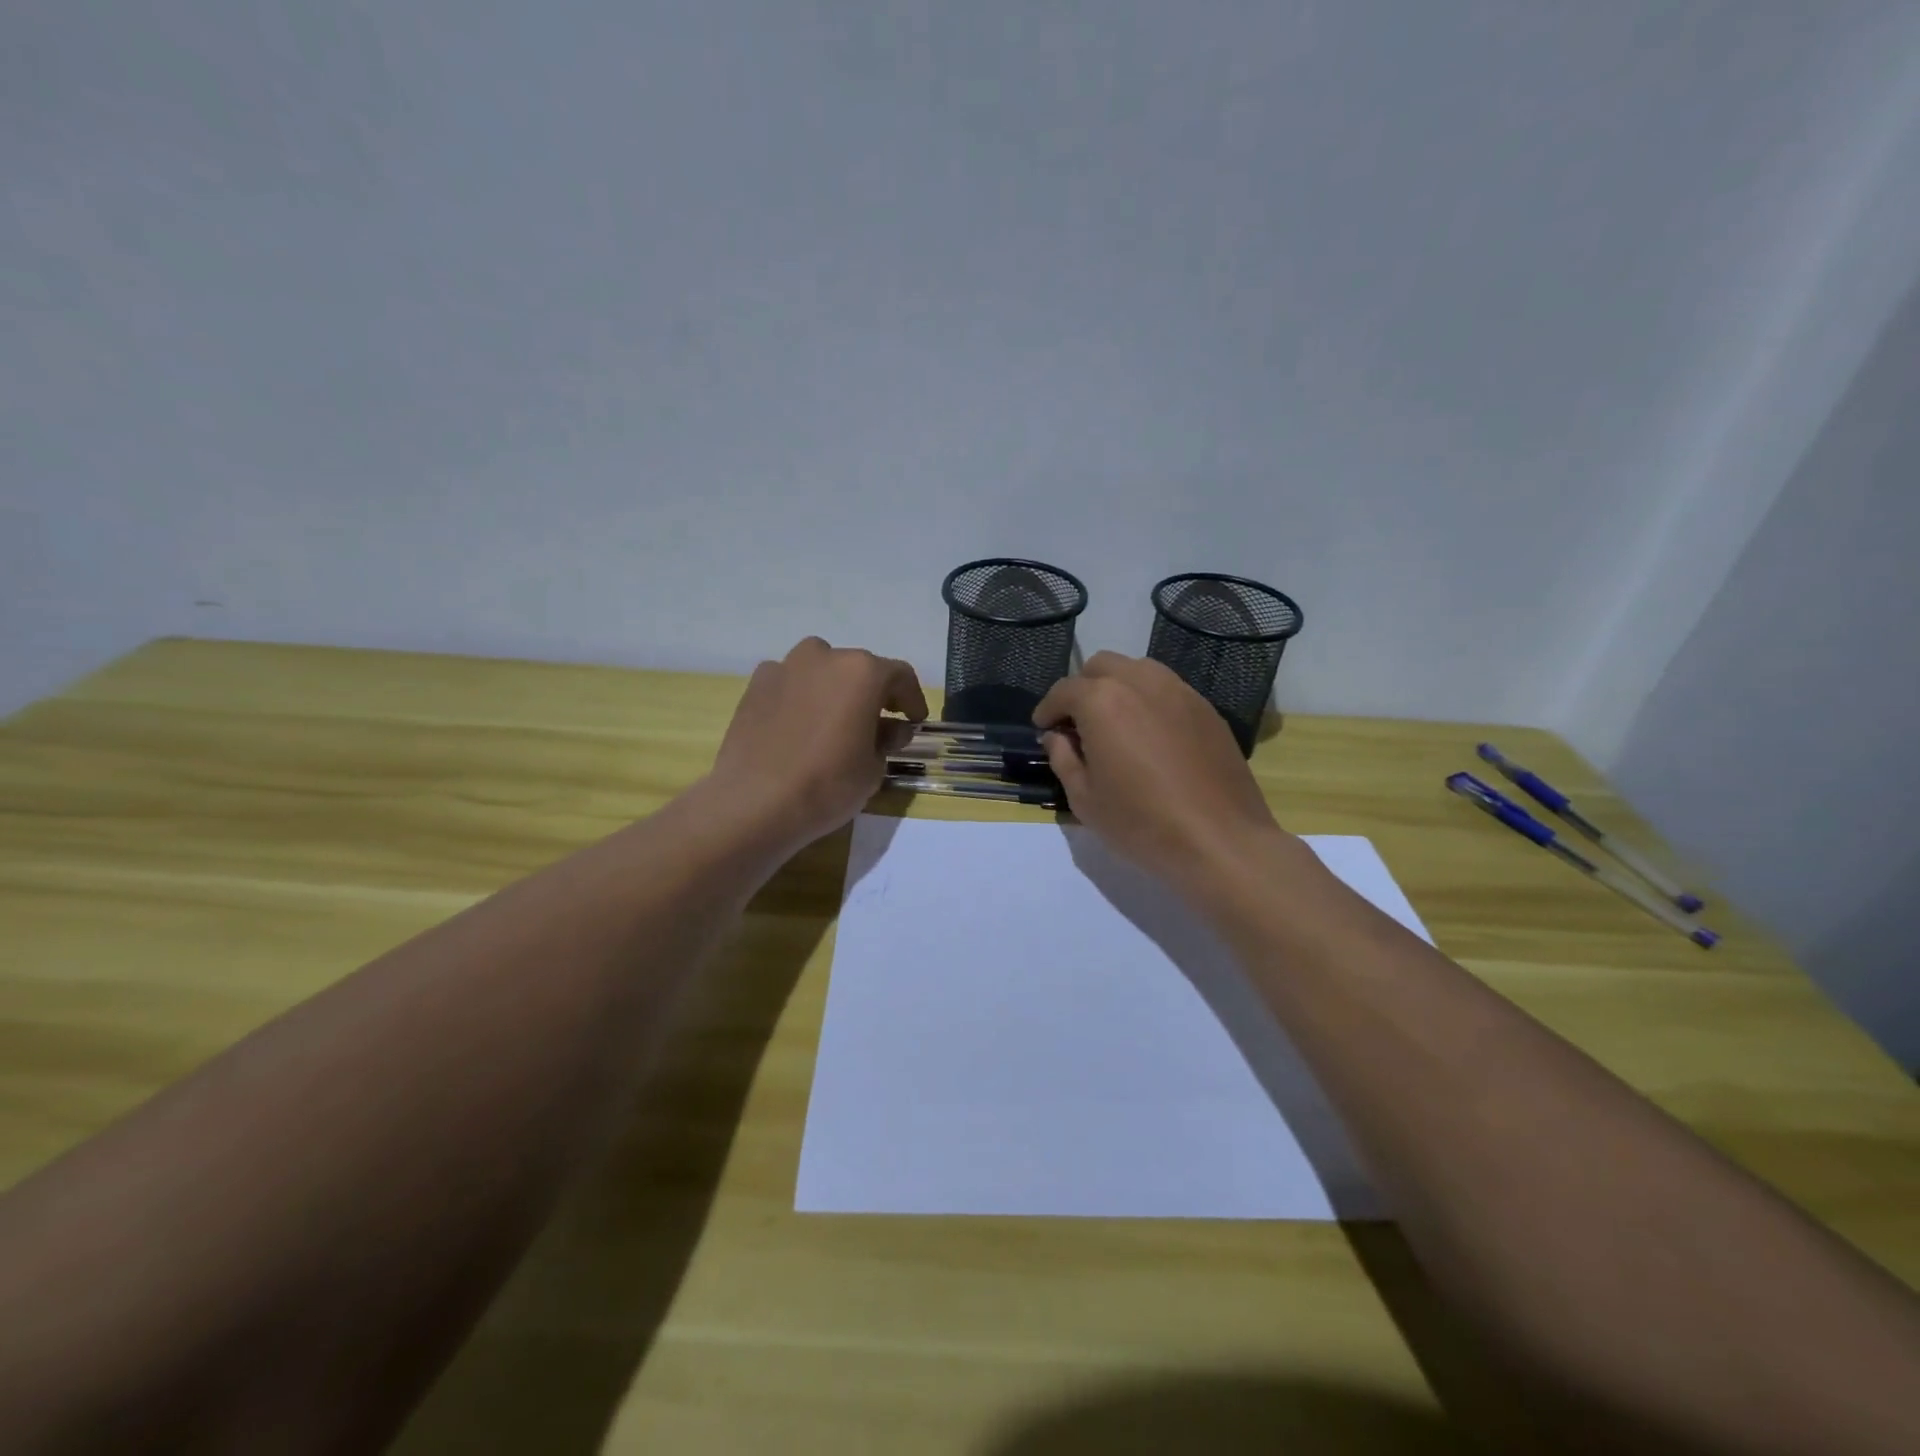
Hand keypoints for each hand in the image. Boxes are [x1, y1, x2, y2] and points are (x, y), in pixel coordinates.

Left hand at [708, 637, 927, 850]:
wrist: (754, 802)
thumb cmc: (827, 785)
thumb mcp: (873, 768)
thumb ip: (887, 740)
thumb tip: (891, 729)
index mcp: (862, 672)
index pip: (900, 676)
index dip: (912, 699)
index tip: (914, 721)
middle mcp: (824, 657)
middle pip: (858, 669)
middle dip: (872, 694)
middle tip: (876, 725)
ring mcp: (785, 667)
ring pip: (821, 671)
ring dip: (834, 690)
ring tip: (834, 723)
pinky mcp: (755, 685)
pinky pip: (790, 684)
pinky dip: (801, 698)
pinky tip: (799, 728)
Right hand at [1034, 653, 1286, 890]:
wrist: (1220, 840)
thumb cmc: (1141, 823)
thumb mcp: (1084, 799)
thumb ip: (1063, 758)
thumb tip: (1057, 737)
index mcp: (1102, 701)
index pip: (1064, 690)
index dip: (1048, 709)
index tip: (1043, 729)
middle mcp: (1140, 682)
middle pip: (1101, 666)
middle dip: (1082, 689)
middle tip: (1077, 724)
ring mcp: (1179, 691)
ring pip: (1137, 669)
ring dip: (1117, 687)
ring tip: (1114, 723)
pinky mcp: (1206, 708)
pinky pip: (1167, 688)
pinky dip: (1148, 699)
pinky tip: (1149, 734)